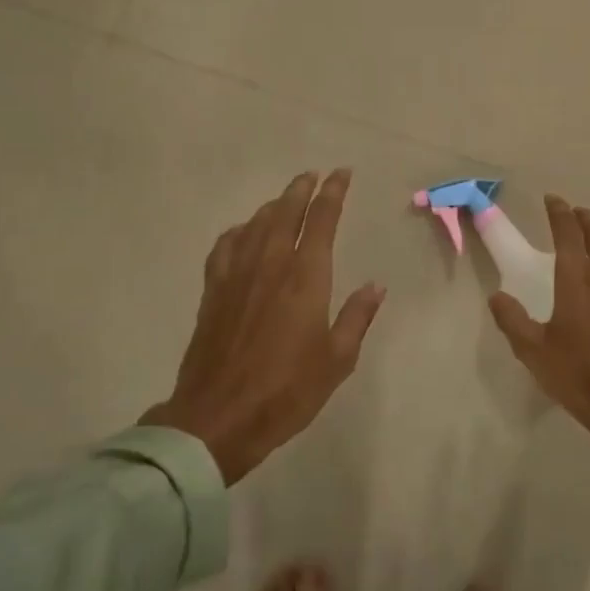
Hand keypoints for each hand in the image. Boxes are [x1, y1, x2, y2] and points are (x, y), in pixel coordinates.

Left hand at [142, 170, 385, 484]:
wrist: (219, 416)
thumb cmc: (287, 391)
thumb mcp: (337, 360)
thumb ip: (356, 317)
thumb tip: (376, 286)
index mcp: (306, 278)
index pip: (322, 221)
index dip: (333, 194)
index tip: (341, 174)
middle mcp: (270, 265)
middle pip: (285, 212)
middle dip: (301, 189)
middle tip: (313, 175)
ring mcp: (237, 275)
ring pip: (256, 224)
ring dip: (273, 205)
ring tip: (285, 198)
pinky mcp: (213, 291)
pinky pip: (226, 246)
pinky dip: (239, 231)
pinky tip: (244, 233)